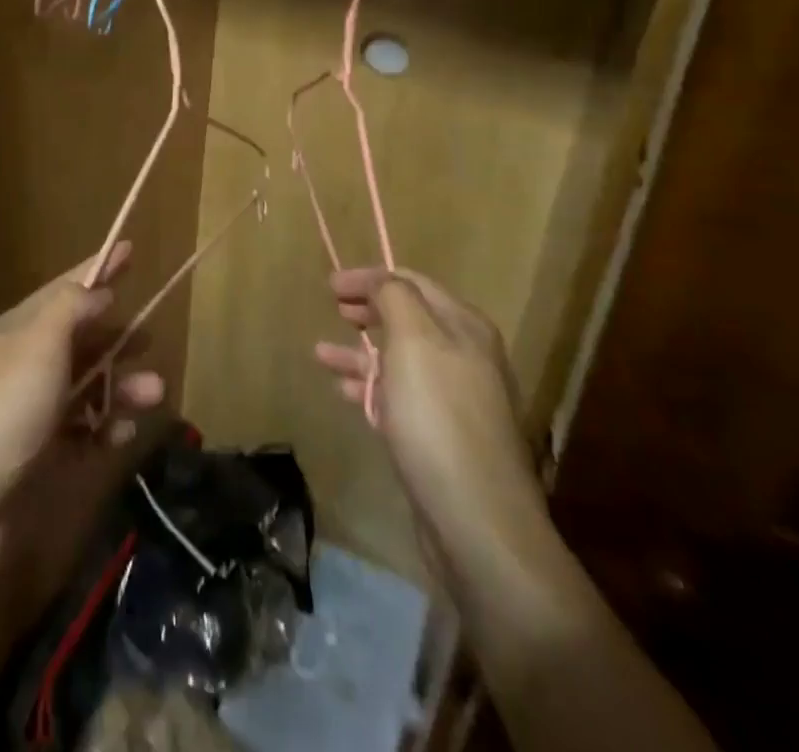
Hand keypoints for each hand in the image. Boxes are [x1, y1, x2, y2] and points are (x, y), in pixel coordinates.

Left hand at [0, 241, 164, 538]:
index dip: (98, 269)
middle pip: (80, 339)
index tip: (130, 249)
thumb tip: (98, 290)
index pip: (66, 290)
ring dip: (121, 385)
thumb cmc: (1, 410)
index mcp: (20, 331)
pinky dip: (107, 428)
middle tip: (150, 335)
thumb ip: (71, 309)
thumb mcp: (38, 344)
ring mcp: (33, 415)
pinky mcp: (42, 460)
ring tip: (155, 391)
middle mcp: (26, 367)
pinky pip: (85, 434)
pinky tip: (125, 431)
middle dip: (116, 335)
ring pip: (88, 387)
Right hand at [315, 269, 546, 587]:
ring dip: (360, 351)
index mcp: (464, 326)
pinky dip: (370, 387)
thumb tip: (381, 282)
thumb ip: (395, 298)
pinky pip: (399, 397)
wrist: (477, 521)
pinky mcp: (441, 437)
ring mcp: (455, 399)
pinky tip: (344, 393)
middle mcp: (465, 356)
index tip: (330, 285)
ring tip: (321, 353)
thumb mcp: (414, 341)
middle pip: (408, 318)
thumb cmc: (439, 417)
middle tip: (333, 308)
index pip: (412, 282)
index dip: (370, 277)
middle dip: (368, 310)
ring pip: (399, 359)